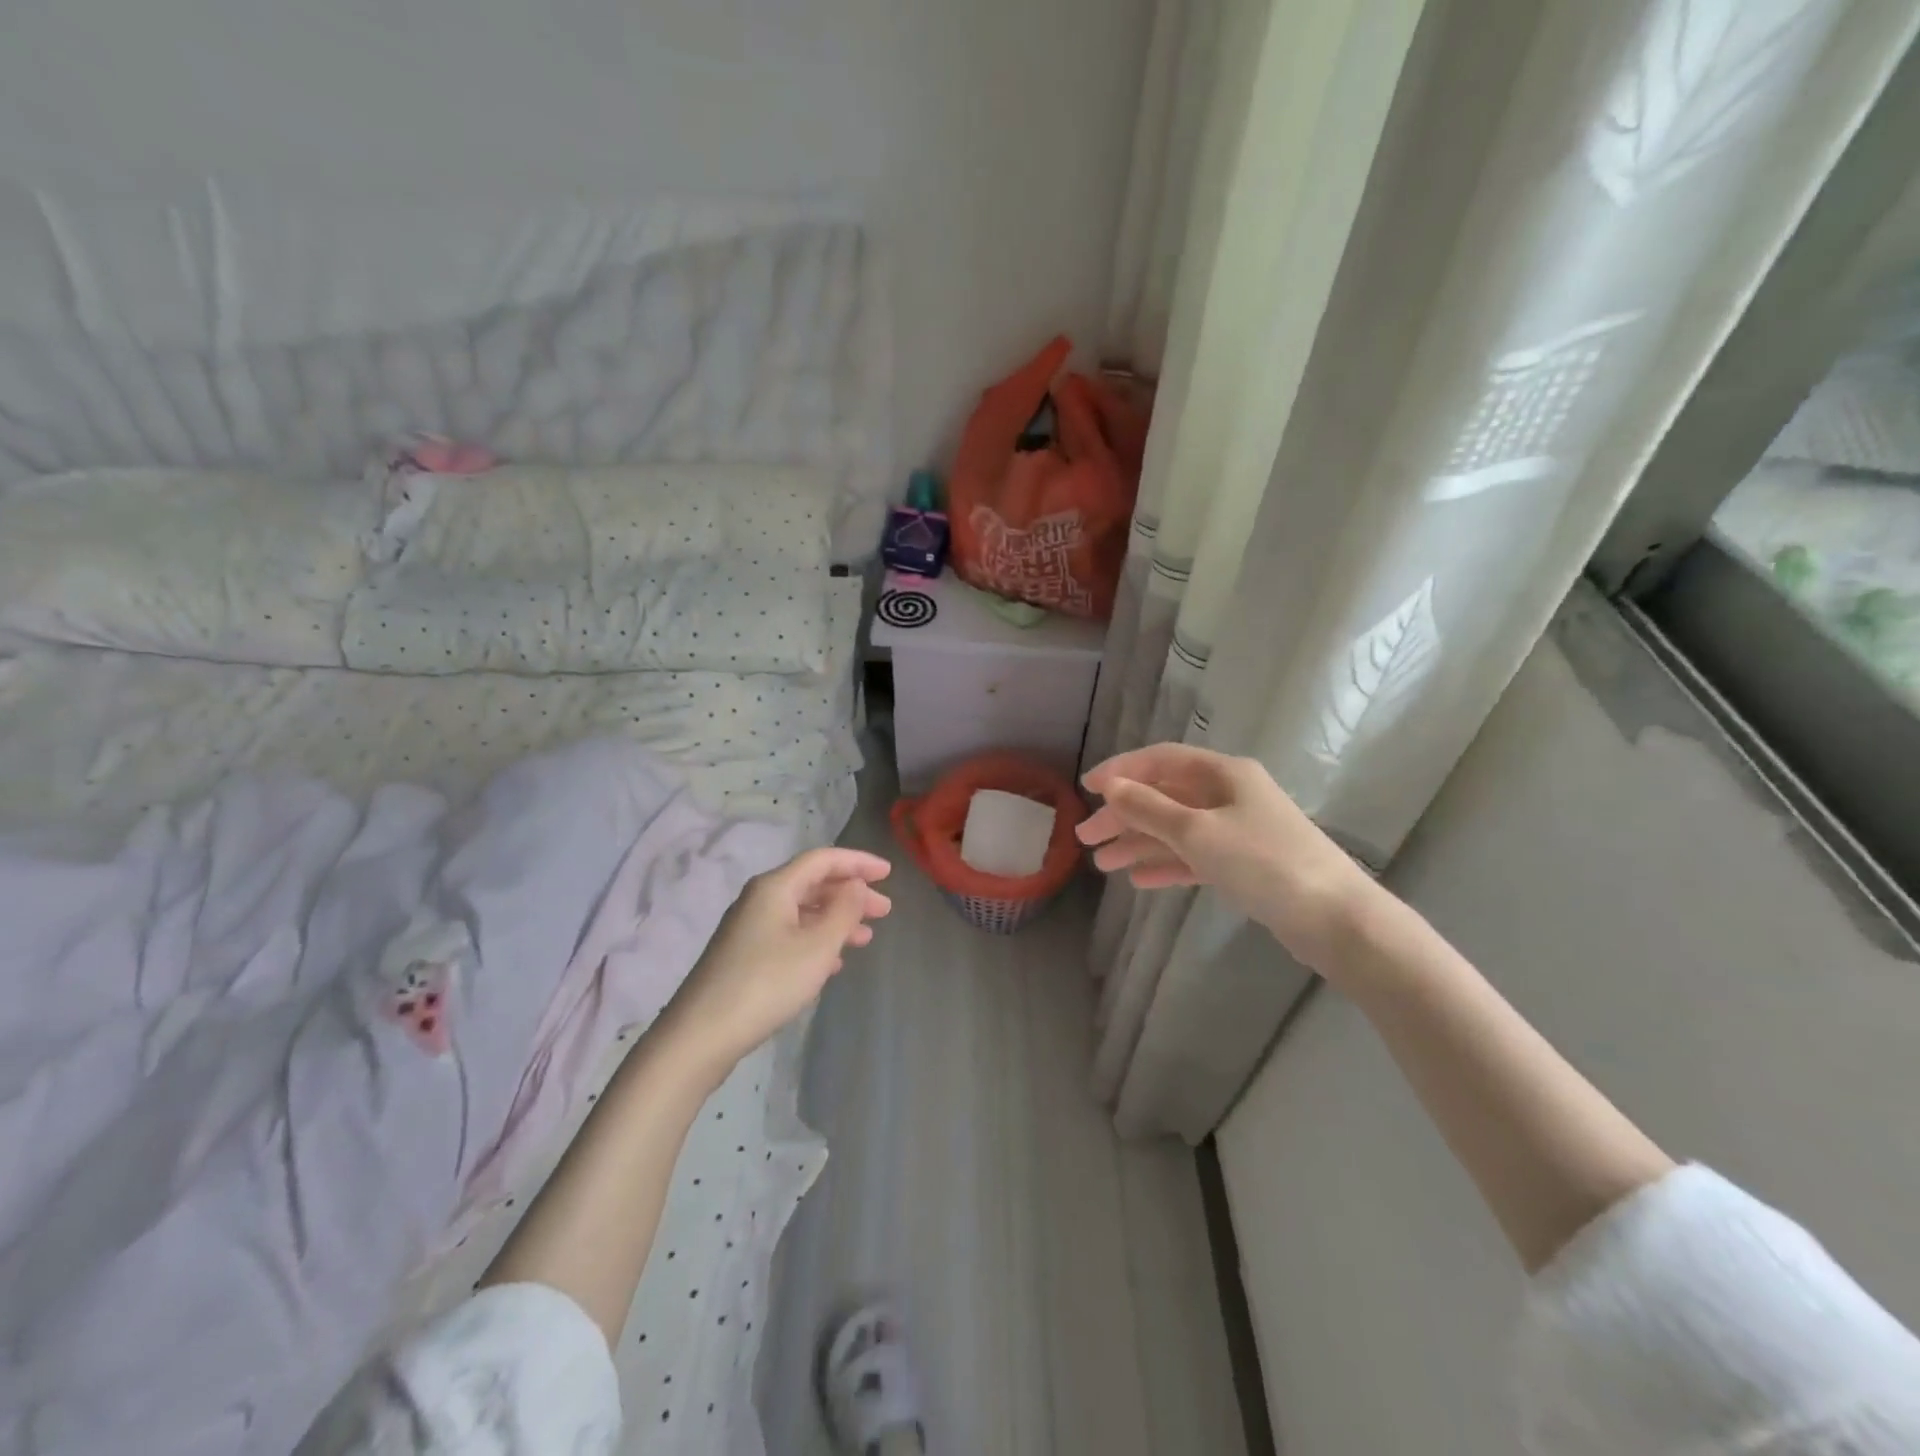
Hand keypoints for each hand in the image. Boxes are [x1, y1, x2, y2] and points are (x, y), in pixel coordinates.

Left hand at [654, 847, 891, 1080]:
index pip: (823, 860)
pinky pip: (790, 935)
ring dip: (836, 920)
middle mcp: (759, 900)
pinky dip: (816, 940)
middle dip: (851, 894)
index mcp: (775, 887)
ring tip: (865, 939)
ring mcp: (749, 928)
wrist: (701, 1035)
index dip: (858, 862)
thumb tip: (856, 885)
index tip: (889, 873)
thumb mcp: (817, 947)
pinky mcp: (744, 956)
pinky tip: (832, 964)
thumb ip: (844, 911)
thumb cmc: (766, 983)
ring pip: (802, 912)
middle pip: (813, 884)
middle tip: (884, 911)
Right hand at [1077, 743, 1376, 971]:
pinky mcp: (1246, 864)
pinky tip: (1139, 880)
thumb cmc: (1263, 863)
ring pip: (1177, 829)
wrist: (1335, 919)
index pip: (1161, 760)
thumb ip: (1149, 808)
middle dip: (1124, 815)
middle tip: (1085, 837)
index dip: (1121, 771)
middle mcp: (1231, 794)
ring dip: (1139, 843)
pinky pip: (1195, 856)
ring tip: (1102, 865)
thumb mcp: (1197, 832)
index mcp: (1224, 773)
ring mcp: (1240, 830)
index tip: (1086, 788)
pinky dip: (1167, 864)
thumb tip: (1111, 787)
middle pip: (1165, 796)